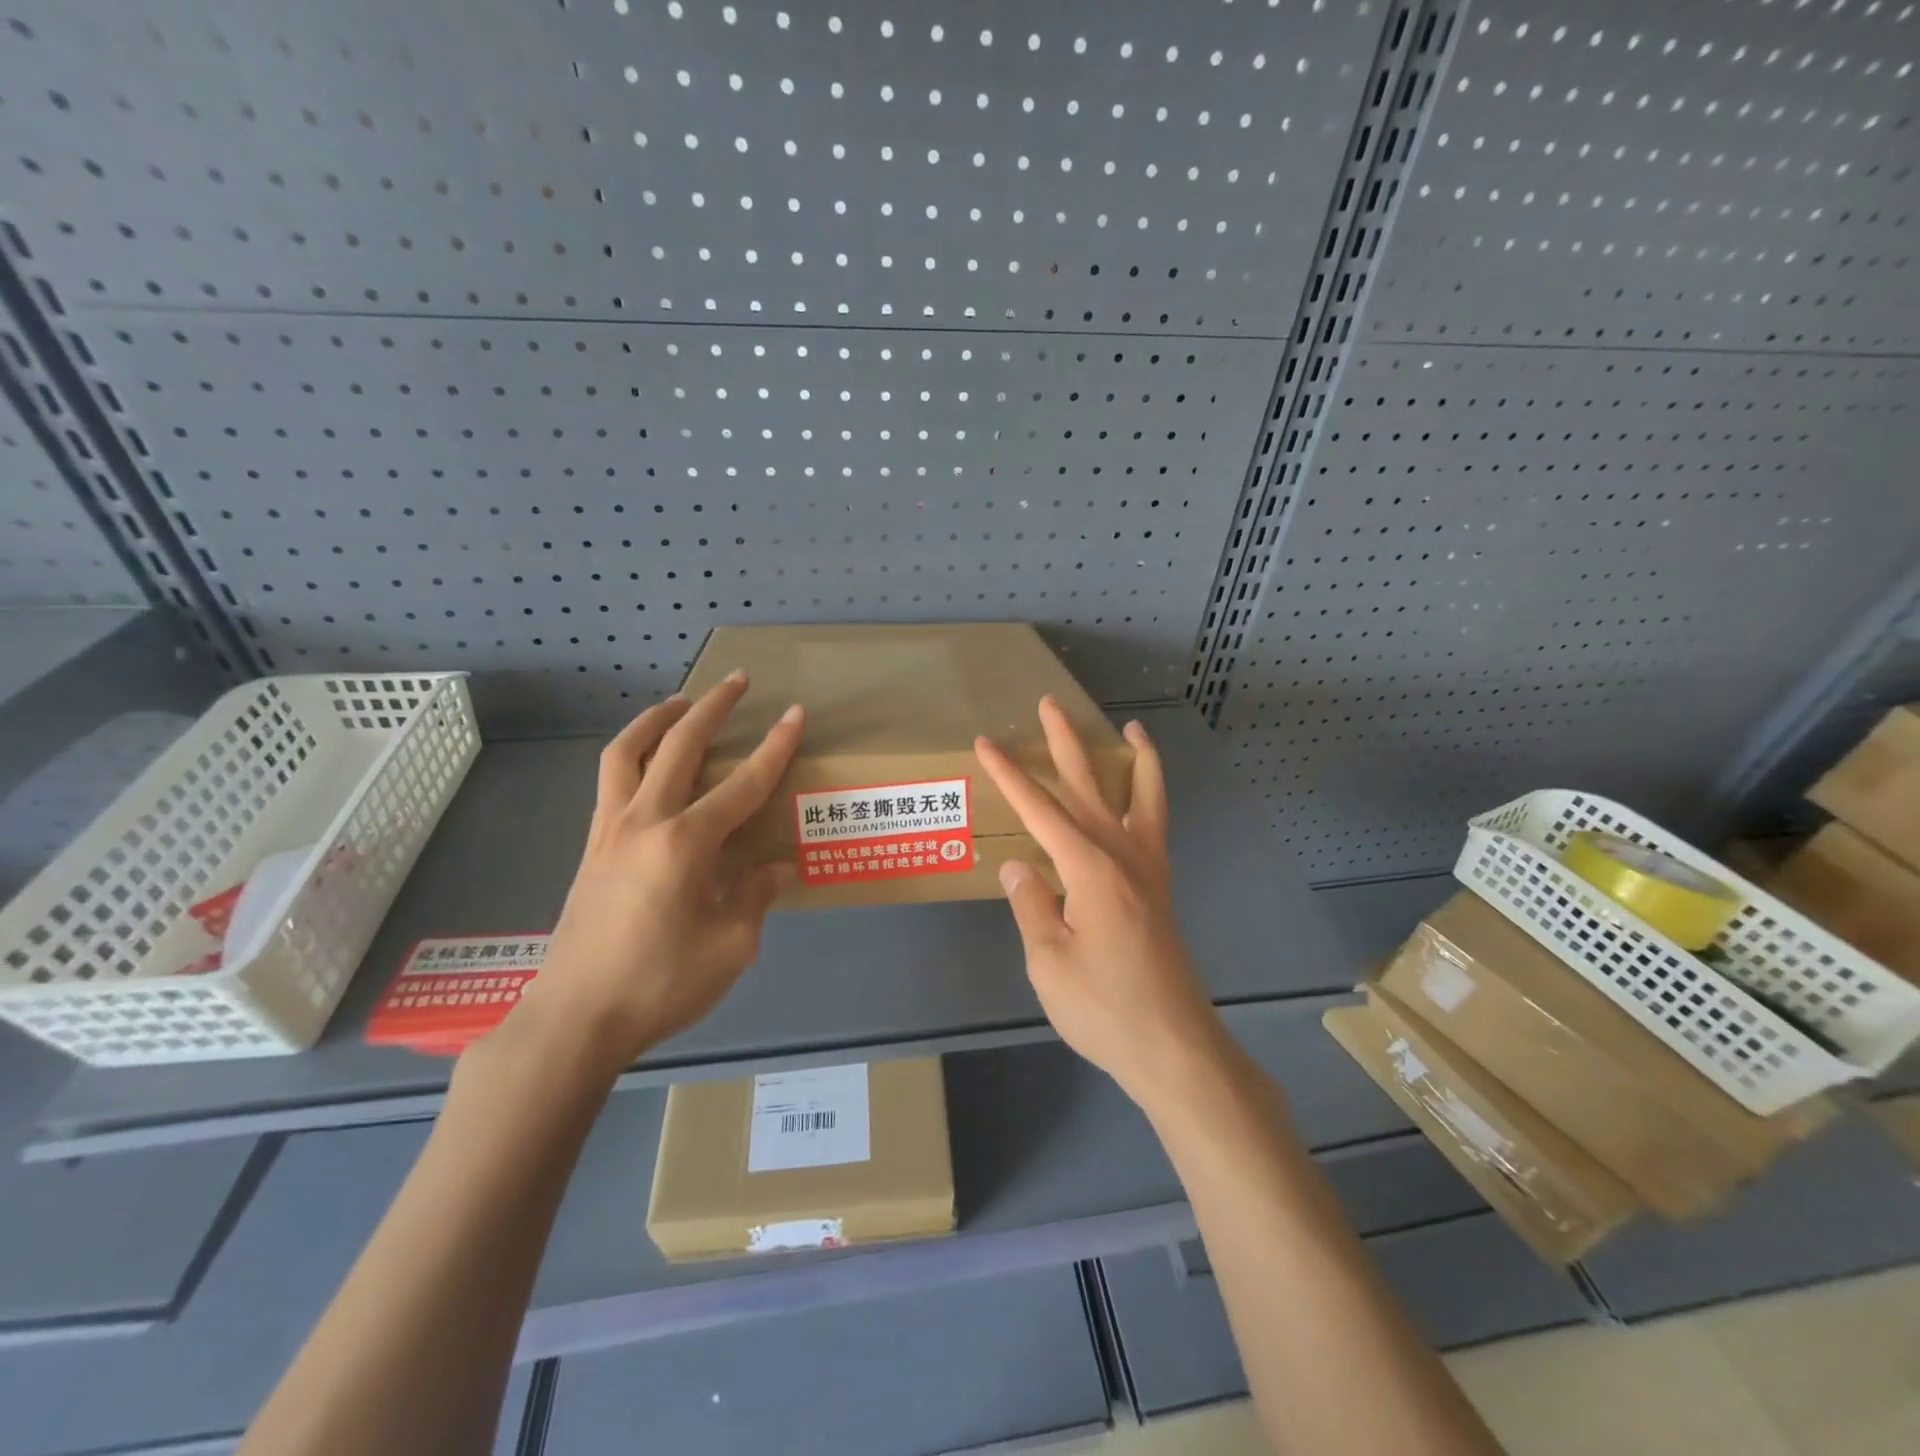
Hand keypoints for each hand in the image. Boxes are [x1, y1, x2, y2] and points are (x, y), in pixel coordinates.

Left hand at [502, 672, 804, 1076]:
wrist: (574, 1020)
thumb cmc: (660, 985)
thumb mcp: (730, 947)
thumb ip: (755, 897)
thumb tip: (776, 868)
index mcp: (686, 844)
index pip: (743, 784)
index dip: (775, 747)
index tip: (794, 713)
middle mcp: (645, 822)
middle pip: (679, 746)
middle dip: (712, 708)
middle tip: (735, 681)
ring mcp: (609, 831)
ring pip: (627, 753)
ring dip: (657, 719)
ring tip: (680, 703)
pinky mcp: (590, 848)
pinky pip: (609, 782)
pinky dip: (631, 755)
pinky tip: (647, 766)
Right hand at [973, 698, 1221, 1108]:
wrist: (1174, 1047)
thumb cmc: (1104, 1008)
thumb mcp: (1048, 961)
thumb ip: (1031, 905)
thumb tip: (1019, 866)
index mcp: (1090, 868)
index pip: (1040, 810)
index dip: (1010, 775)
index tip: (986, 744)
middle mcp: (1123, 856)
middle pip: (1091, 786)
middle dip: (1066, 743)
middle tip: (1050, 705)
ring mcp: (1148, 870)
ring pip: (1142, 797)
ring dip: (1133, 759)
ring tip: (1131, 729)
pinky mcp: (1159, 889)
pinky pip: (1157, 826)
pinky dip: (1153, 797)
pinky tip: (1143, 796)